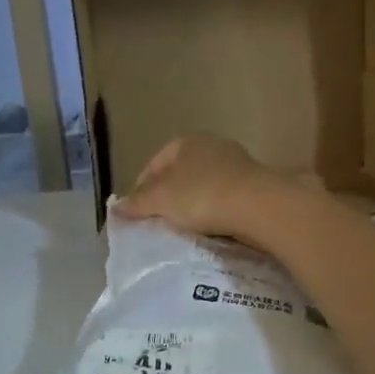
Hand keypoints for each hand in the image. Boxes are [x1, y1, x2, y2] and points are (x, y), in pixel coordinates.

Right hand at [114, 133, 292, 242]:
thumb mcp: (161, 201)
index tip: (136, 213)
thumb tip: (116, 207)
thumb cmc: (202, 196)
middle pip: (180, 174)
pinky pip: (225, 200)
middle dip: (168, 197)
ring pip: (204, 187)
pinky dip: (215, 213)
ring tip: (183, 231)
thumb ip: (137, 203)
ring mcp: (237, 164)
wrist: (258, 206)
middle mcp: (212, 146)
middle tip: (158, 223)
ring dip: (193, 206)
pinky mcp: (255, 185)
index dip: (141, 188)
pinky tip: (211, 231)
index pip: (155, 163)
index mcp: (186, 142)